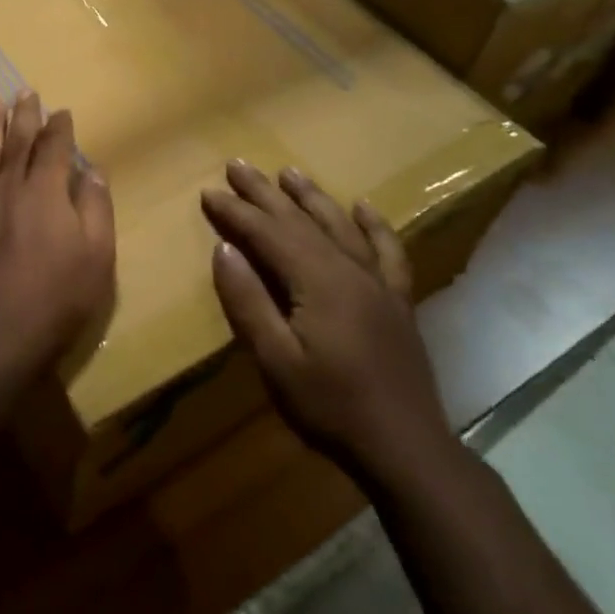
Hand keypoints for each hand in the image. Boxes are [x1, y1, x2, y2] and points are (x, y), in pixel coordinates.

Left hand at [0, 93, 115, 384]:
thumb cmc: (55, 297)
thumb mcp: (97, 257)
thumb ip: (96, 208)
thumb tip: (92, 169)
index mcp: (48, 190)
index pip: (55, 147)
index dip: (60, 127)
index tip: (62, 111)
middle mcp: (10, 184)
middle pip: (18, 140)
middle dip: (25, 114)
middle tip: (26, 90)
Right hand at [201, 160, 450, 493]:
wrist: (406, 448)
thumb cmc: (331, 407)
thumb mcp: (276, 361)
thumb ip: (249, 302)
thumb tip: (224, 249)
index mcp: (317, 281)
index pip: (267, 233)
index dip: (235, 212)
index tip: (208, 192)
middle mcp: (348, 269)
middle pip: (300, 220)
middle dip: (264, 192)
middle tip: (237, 165)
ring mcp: (377, 282)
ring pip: (339, 225)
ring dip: (311, 196)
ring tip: (288, 172)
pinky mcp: (397, 300)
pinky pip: (387, 250)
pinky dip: (374, 225)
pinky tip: (362, 207)